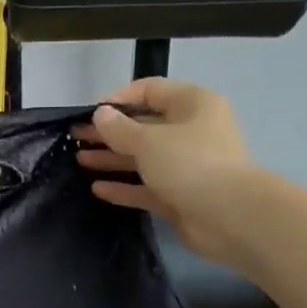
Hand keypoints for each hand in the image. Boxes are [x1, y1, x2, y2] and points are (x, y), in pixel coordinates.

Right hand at [74, 79, 271, 268]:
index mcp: (193, 105)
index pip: (151, 91)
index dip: (119, 98)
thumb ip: (119, 128)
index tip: (91, 113)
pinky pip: (148, 186)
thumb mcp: (148, 140)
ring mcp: (187, 166)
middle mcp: (192, 131)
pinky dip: (125, 186)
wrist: (231, 217)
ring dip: (113, 158)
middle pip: (144, 126)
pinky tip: (98, 188)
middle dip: (110, 132)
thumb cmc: (190, 163)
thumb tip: (101, 115)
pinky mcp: (181, 195)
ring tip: (80, 160)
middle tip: (76, 137)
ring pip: (144, 157)